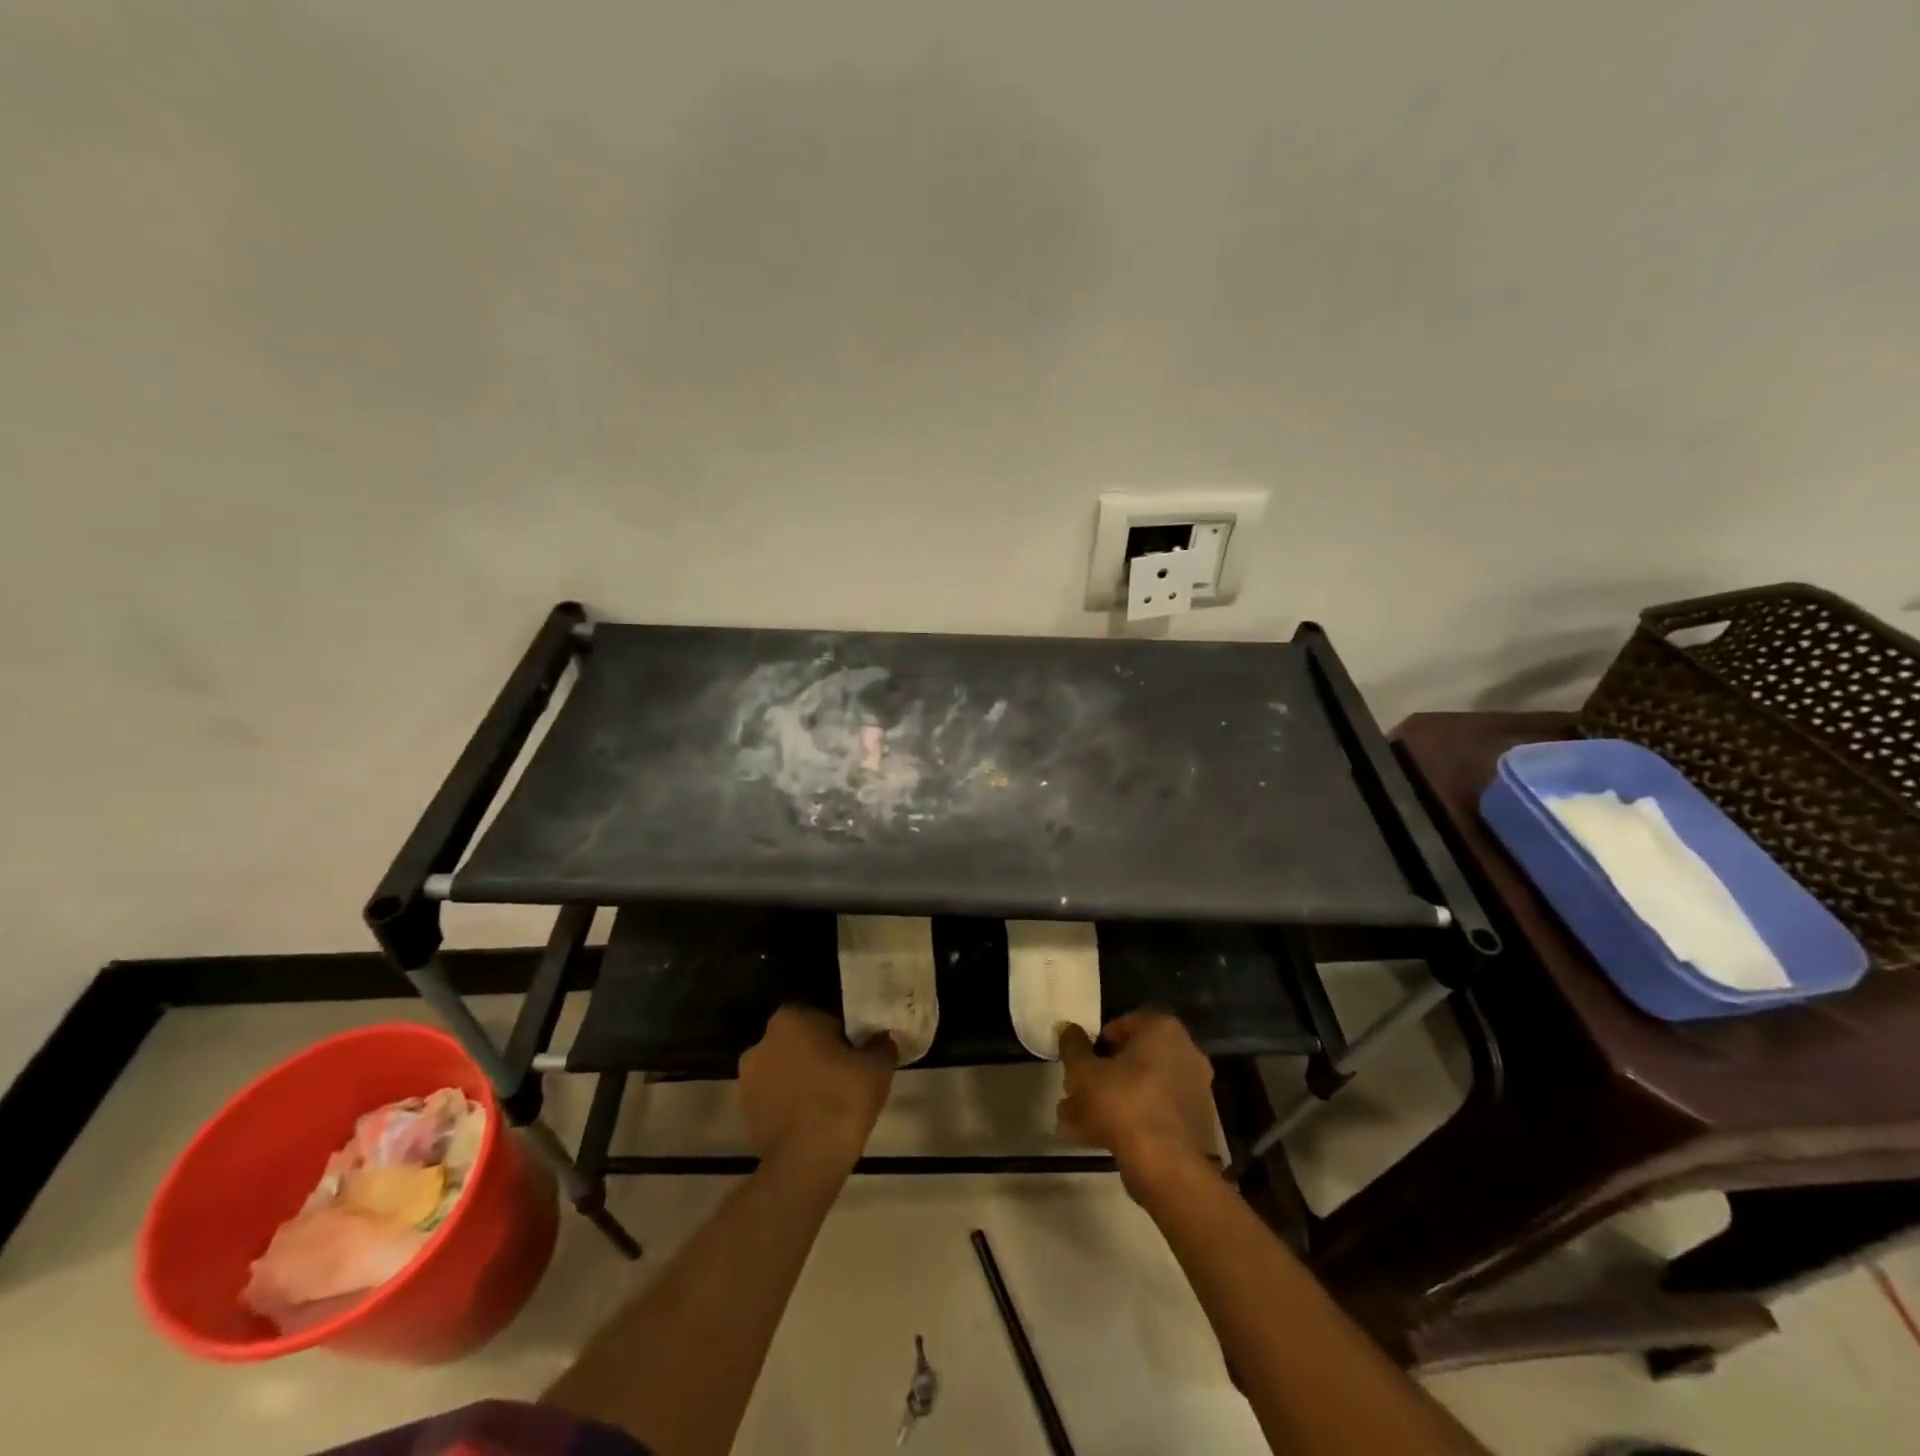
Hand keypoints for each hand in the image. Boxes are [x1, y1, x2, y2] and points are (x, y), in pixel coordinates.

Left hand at [739, 1006, 896, 1169]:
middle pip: (800, 1043)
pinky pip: (774, 1099)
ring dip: (802, 1080)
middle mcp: (761, 1042)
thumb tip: (882, 1038)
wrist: (806, 1162)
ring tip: (829, 1103)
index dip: (843, 1036)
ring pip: (785, 1071)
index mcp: (790, 1019)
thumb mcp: (877, 1067)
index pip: (823, 1018)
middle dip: (818, 1055)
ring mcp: (747, 1079)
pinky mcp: (743, 1112)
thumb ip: (881, 1044)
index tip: (857, 1056)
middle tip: (845, 1078)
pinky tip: (812, 1122)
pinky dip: (790, 1105)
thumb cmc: (842, 1100)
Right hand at [1057, 1011, 1217, 1194]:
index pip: (1121, 1025)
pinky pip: (1154, 1112)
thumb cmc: (1123, 1104)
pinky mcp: (1194, 1123)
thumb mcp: (1084, 1071)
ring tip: (1075, 1121)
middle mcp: (1185, 1052)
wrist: (1167, 1167)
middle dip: (1101, 1076)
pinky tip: (1097, 1138)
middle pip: (1132, 1059)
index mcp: (1162, 1029)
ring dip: (1109, 1101)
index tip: (1079, 1063)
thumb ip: (1073, 1046)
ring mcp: (1193, 1090)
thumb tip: (1068, 1030)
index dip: (1095, 1044)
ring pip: (1140, 1089)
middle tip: (1075, 1092)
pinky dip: (1129, 1120)